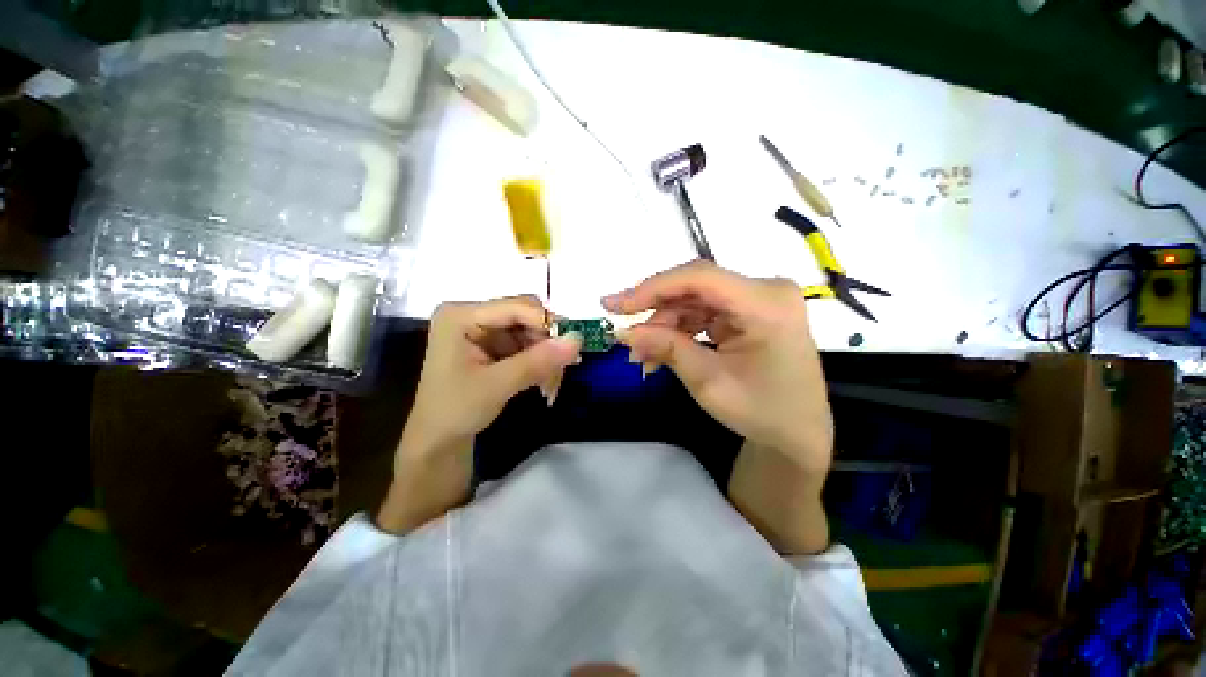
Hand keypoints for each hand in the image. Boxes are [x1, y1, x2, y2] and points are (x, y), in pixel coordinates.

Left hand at [399, 295, 582, 465]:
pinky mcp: (494, 345)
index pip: (516, 307)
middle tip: (564, 370)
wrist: (438, 441)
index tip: (573, 348)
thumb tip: (578, 339)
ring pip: (531, 332)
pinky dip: (540, 363)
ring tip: (552, 385)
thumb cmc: (455, 411)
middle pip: (526, 316)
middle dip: (547, 344)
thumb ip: (537, 361)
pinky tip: (544, 382)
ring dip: (547, 357)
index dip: (547, 324)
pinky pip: (528, 345)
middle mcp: (473, 315)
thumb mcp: (497, 385)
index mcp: (461, 315)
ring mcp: (484, 330)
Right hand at [603, 261, 831, 472]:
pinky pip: (704, 311)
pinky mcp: (749, 310)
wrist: (798, 431)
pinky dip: (680, 330)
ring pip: (694, 299)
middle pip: (695, 287)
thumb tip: (623, 331)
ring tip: (643, 355)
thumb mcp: (708, 382)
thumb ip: (666, 348)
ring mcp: (758, 299)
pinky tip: (663, 350)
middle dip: (656, 313)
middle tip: (626, 337)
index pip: (699, 278)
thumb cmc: (761, 412)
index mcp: (766, 304)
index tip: (614, 306)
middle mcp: (765, 290)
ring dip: (665, 325)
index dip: (652, 288)